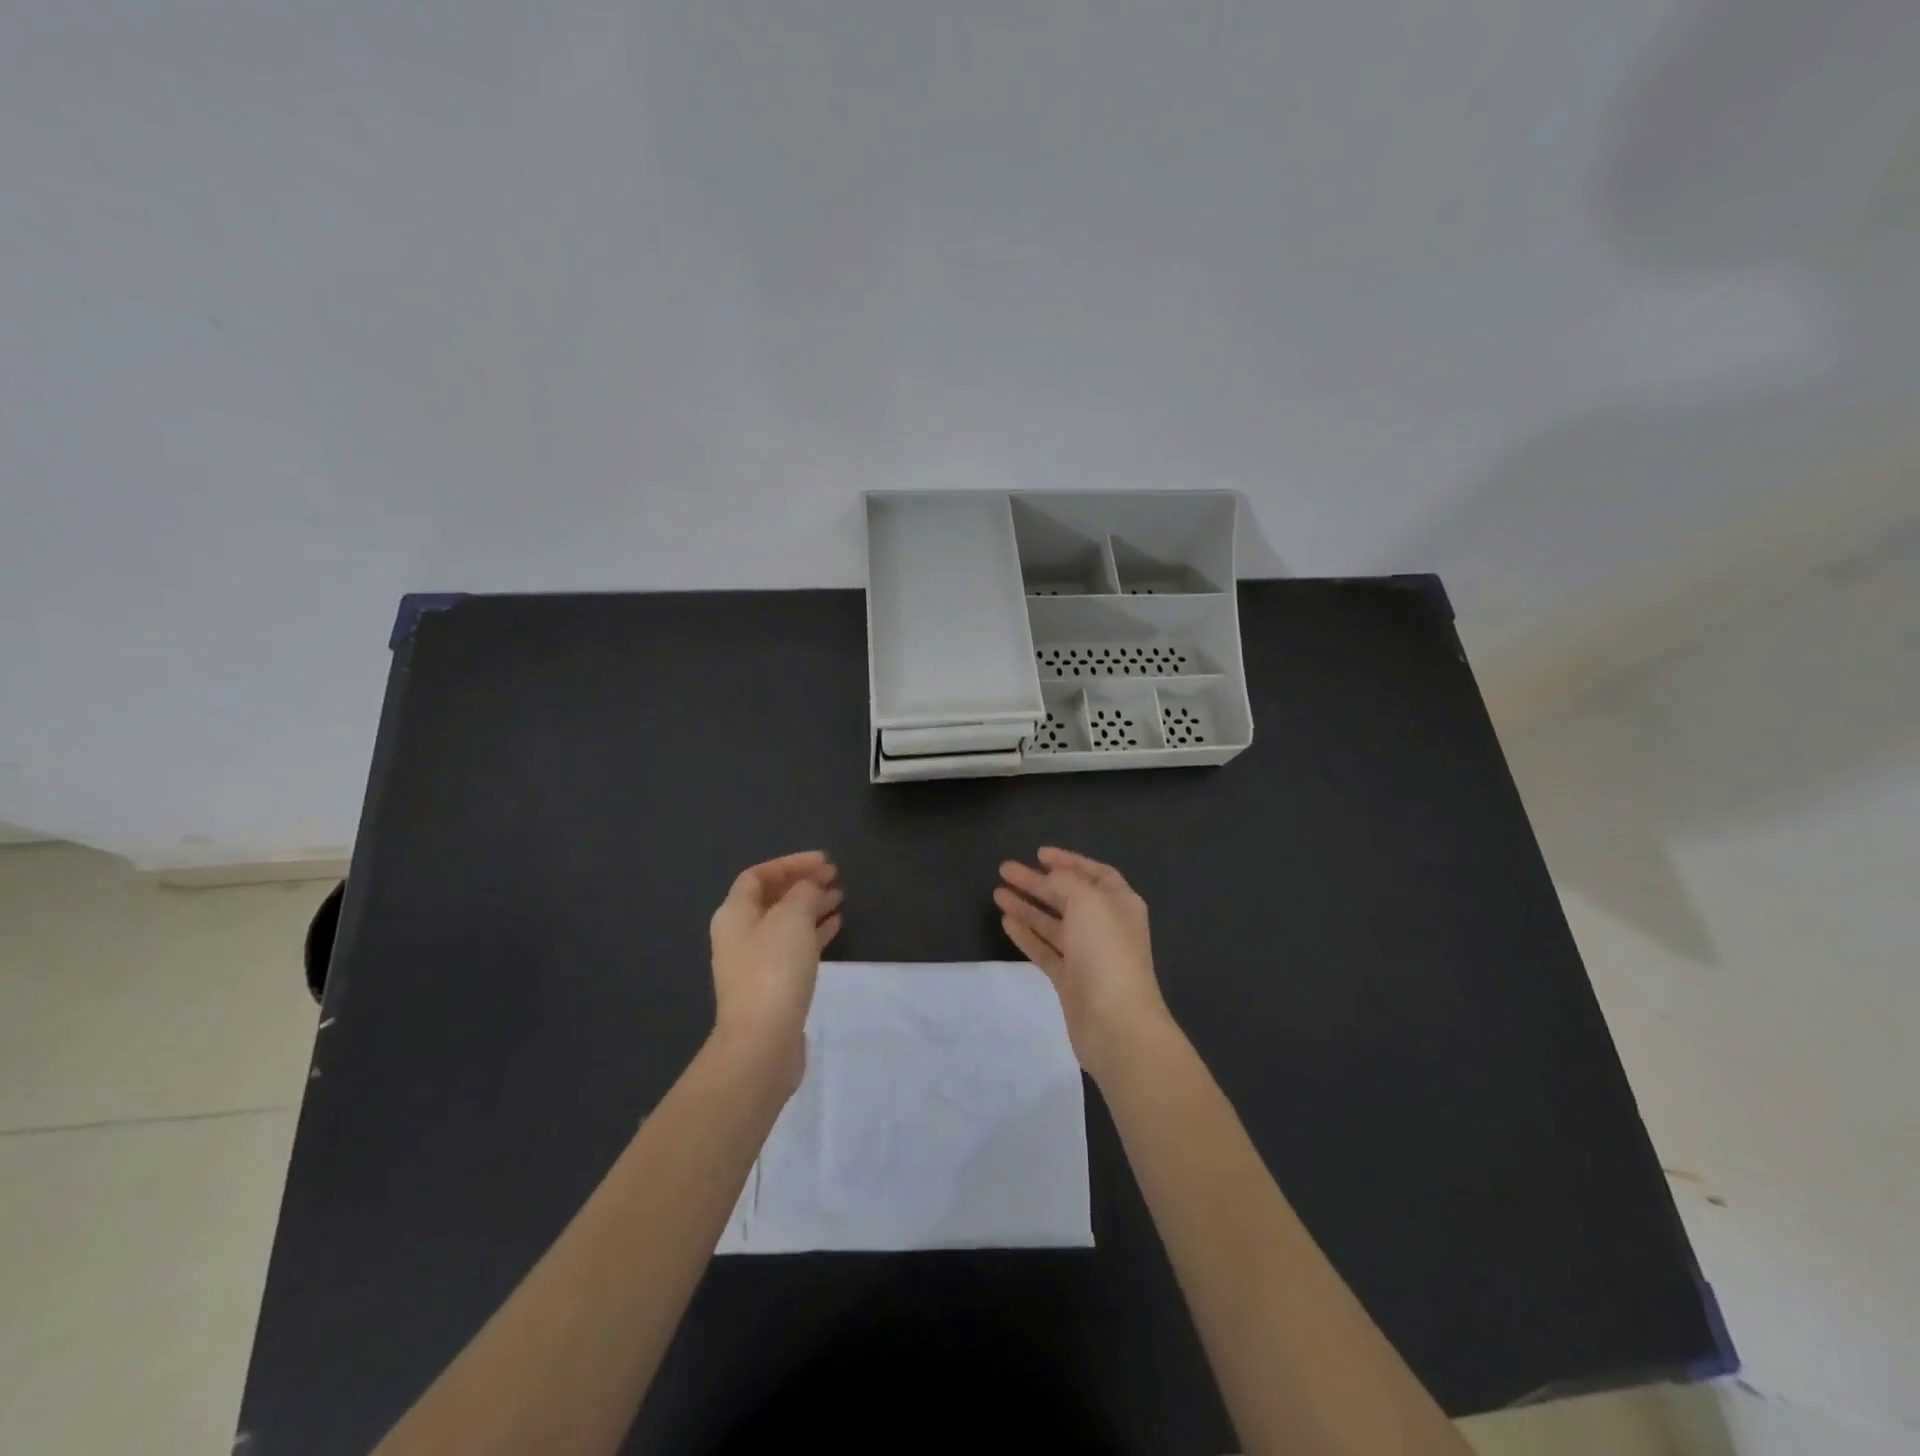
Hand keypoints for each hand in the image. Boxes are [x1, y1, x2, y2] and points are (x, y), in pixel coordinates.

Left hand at [709, 852, 842, 1093]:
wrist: (762, 1042)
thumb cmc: (774, 969)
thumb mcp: (792, 918)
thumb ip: (802, 893)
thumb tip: (808, 887)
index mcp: (735, 913)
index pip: (758, 875)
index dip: (790, 863)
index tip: (823, 861)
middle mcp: (740, 934)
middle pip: (772, 898)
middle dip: (802, 883)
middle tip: (834, 876)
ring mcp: (755, 962)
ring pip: (785, 922)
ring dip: (811, 906)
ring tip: (840, 897)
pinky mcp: (773, 985)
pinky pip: (794, 947)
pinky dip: (814, 932)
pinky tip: (836, 925)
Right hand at [995, 848, 1172, 1082]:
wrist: (1117, 1024)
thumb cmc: (1106, 953)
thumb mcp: (1088, 902)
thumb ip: (1066, 883)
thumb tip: (1051, 880)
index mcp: (1119, 903)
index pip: (1094, 873)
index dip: (1068, 861)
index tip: (1039, 854)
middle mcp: (1106, 926)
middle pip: (1068, 896)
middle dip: (1038, 882)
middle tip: (1005, 870)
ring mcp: (1087, 955)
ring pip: (1053, 923)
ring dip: (1027, 907)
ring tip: (997, 894)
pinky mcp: (1070, 981)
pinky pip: (1045, 950)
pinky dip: (1027, 935)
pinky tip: (1007, 922)